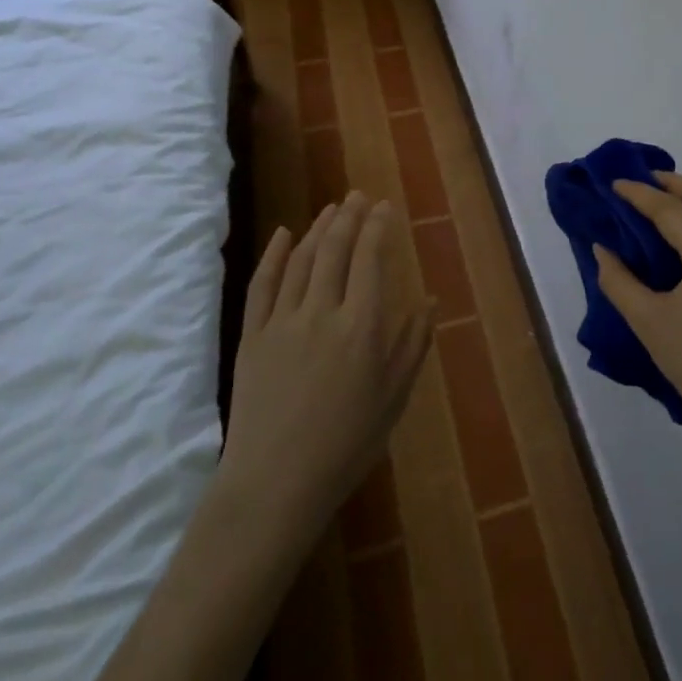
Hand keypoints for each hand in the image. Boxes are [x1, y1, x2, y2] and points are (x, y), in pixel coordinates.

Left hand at [219, 193, 434, 531]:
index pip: (370, 259)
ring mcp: (282, 321)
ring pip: (301, 260)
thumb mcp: (394, 397)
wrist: (275, 484)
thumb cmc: (347, 444)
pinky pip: (262, 285)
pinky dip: (273, 255)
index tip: (383, 206)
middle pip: (335, 250)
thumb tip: (430, 301)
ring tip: (330, 209)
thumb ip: (413, 344)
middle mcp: (322, 311)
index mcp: (362, 325)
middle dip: (349, 217)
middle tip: (358, 196)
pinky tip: (283, 234)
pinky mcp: (252, 336)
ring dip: (317, 228)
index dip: (377, 227)